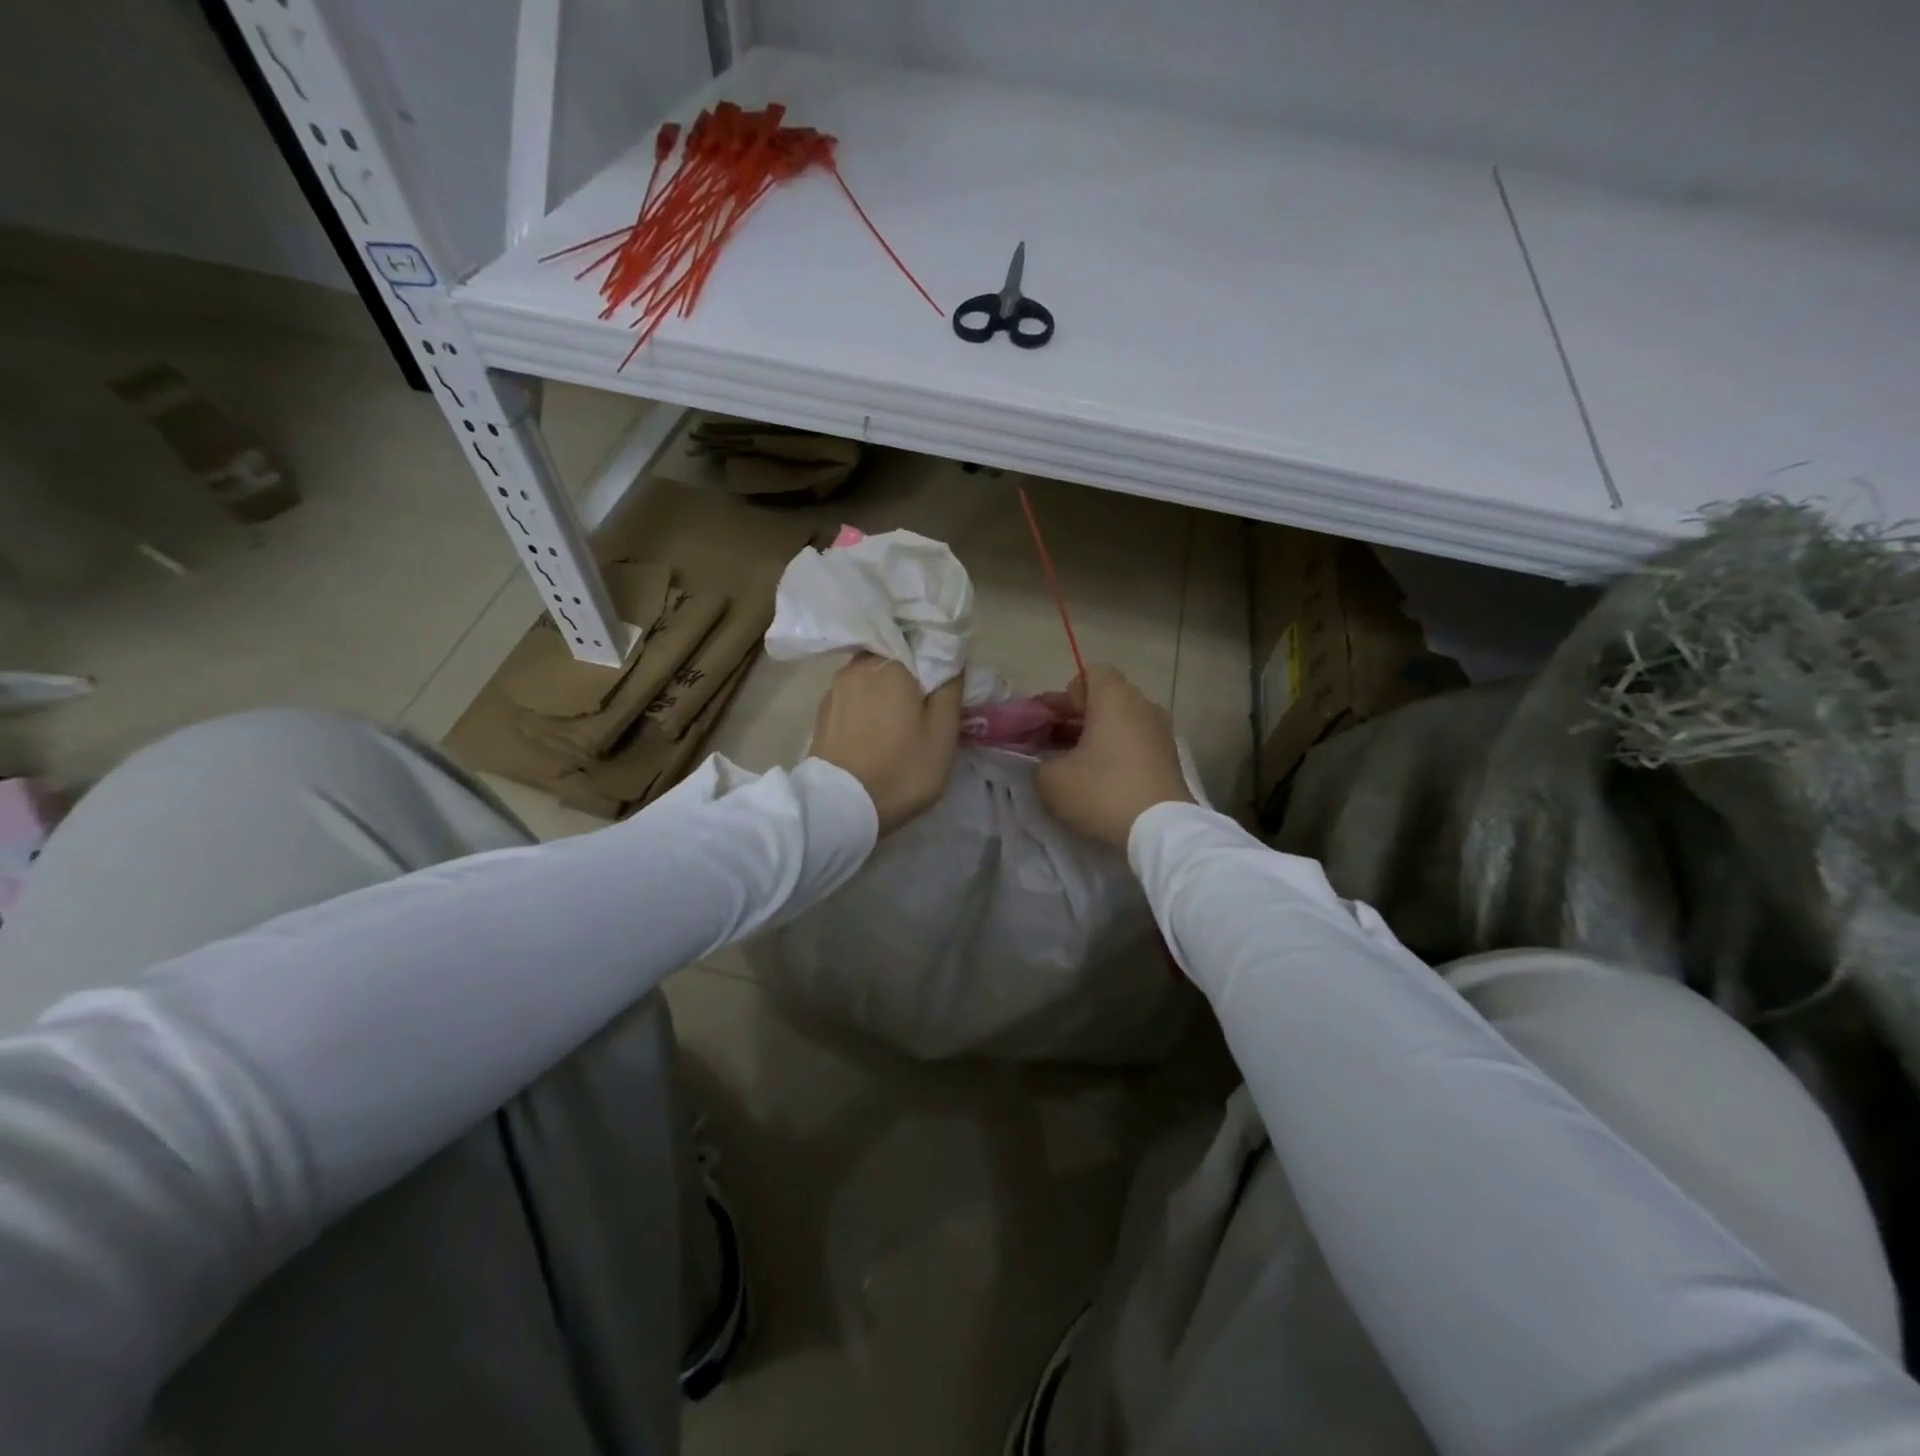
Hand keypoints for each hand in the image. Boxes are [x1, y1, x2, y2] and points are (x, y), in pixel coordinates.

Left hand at [811, 655, 963, 835]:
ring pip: (870, 676)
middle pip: (892, 657)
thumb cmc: (900, 769)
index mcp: (890, 664)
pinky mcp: (822, 712)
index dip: (934, 656)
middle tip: (926, 699)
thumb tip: (951, 660)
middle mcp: (858, 666)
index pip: (919, 641)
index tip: (945, 678)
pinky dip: (868, 704)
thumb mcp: (942, 735)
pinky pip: (854, 696)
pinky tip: (876, 727)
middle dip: (909, 673)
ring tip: (901, 716)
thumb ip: (950, 690)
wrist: (839, 808)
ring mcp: (835, 688)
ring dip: (886, 689)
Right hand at [1035, 665, 1191, 848]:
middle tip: (1049, 741)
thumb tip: (1051, 761)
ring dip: (1095, 737)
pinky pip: (1135, 743)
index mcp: (1114, 698)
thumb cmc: (1102, 791)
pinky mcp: (1170, 759)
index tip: (1048, 721)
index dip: (1065, 694)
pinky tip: (1098, 779)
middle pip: (1105, 699)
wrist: (1161, 830)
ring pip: (1121, 722)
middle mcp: (1142, 705)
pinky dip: (1116, 753)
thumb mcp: (1051, 778)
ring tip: (1071, 763)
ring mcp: (1161, 732)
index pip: (1089, 674)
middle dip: (1075, 717)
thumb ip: (1041, 760)